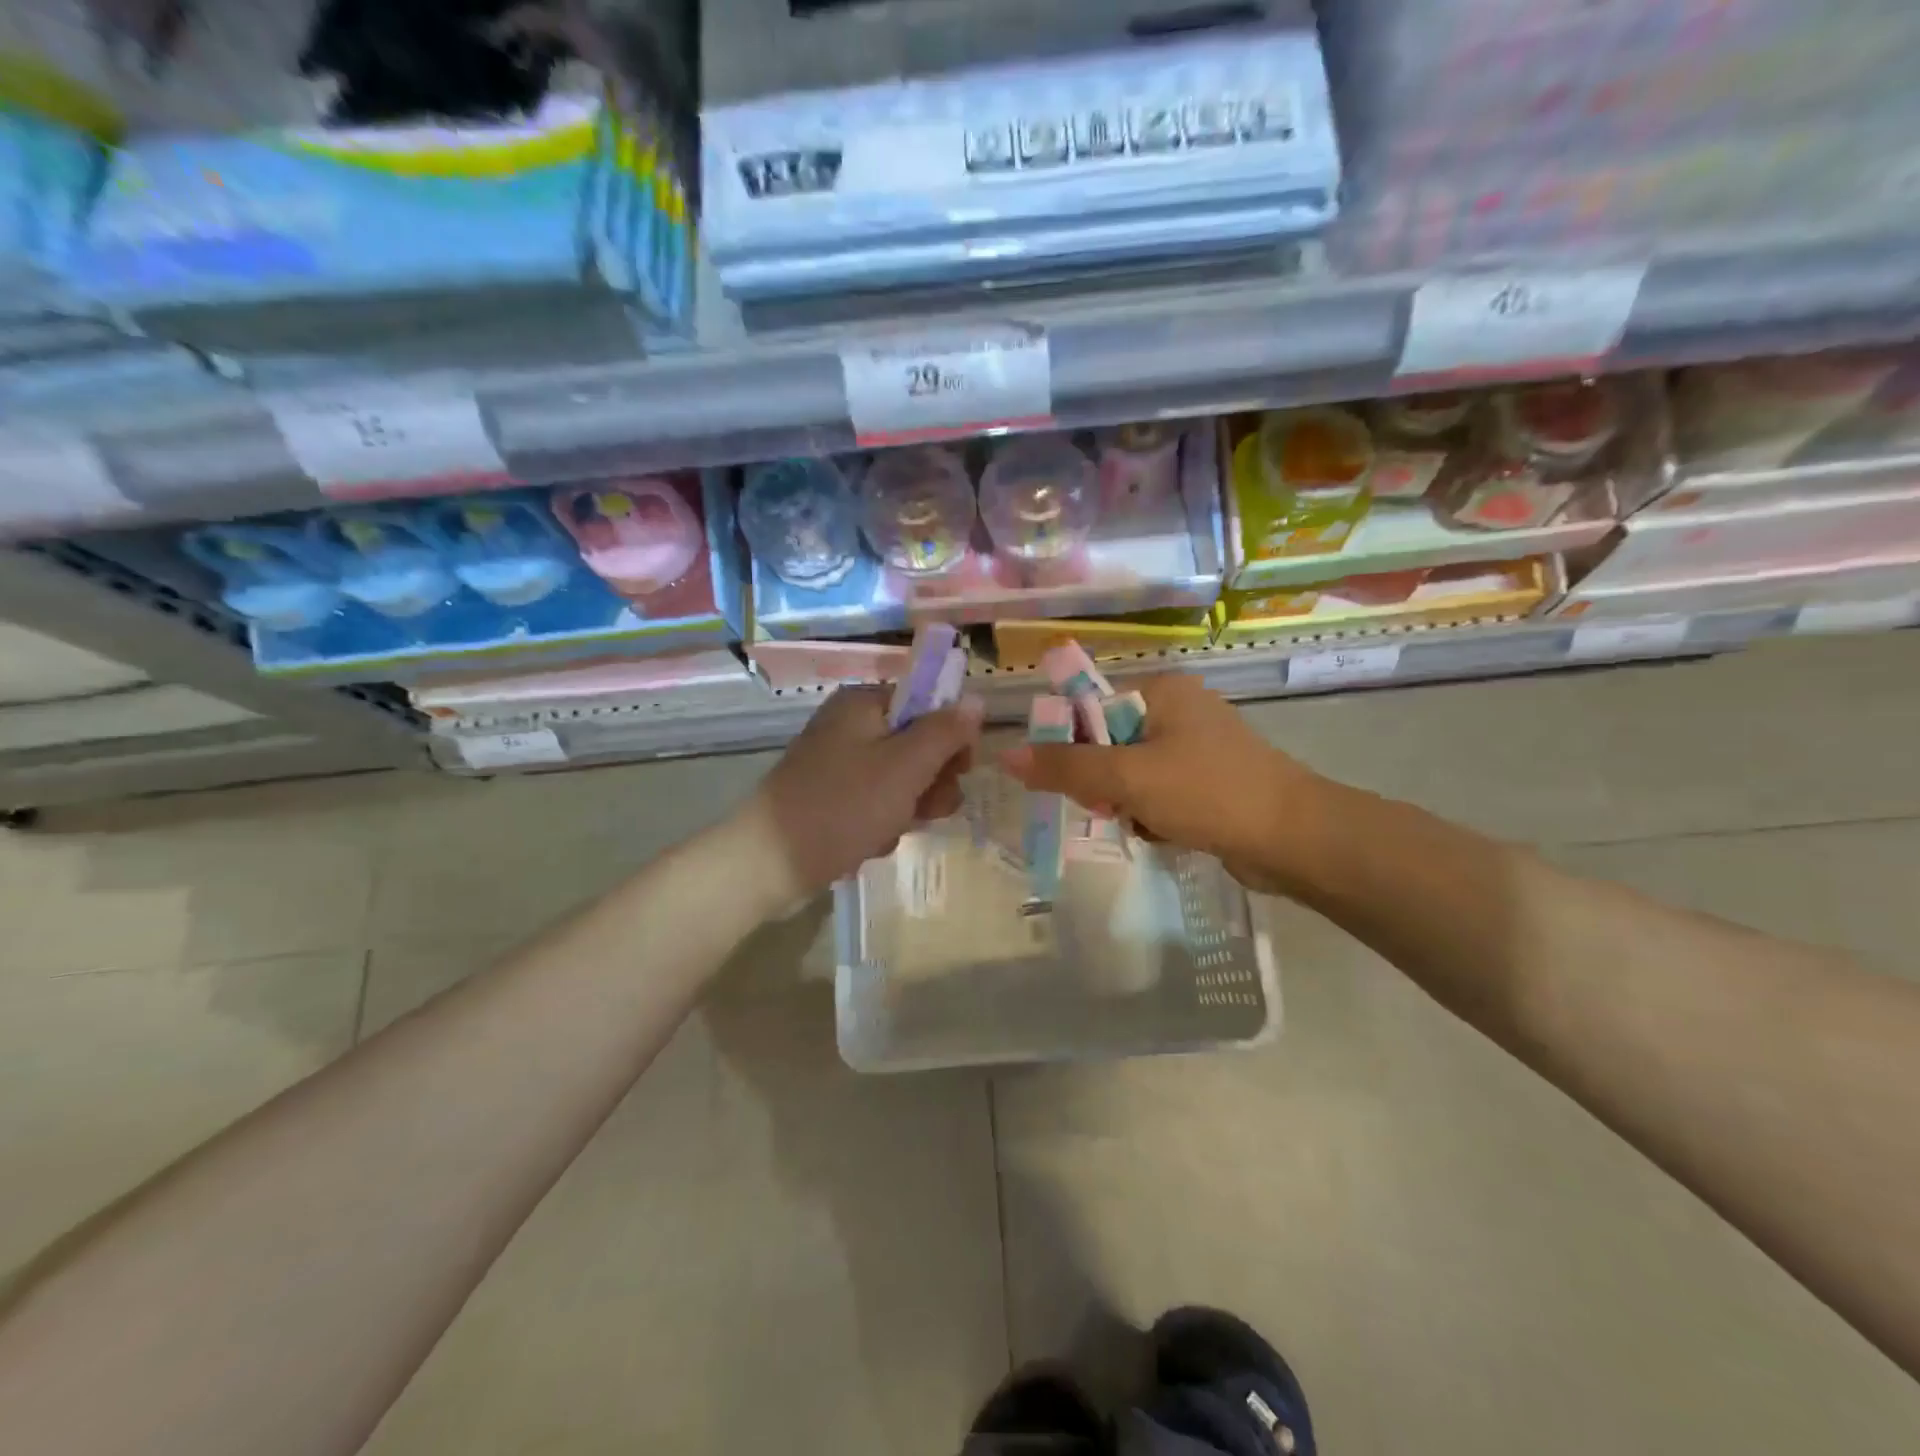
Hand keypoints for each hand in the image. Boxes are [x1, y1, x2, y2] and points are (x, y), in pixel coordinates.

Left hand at [754, 684, 983, 899]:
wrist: (770, 862)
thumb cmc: (843, 806)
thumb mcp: (905, 767)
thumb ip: (945, 732)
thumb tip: (976, 700)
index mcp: (864, 704)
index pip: (928, 704)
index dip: (952, 736)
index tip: (961, 770)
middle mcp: (850, 726)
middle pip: (917, 744)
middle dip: (929, 782)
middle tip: (927, 810)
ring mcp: (839, 764)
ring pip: (901, 780)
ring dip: (908, 808)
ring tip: (890, 831)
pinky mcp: (831, 797)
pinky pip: (876, 803)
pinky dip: (881, 823)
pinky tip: (870, 843)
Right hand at [998, 673, 1318, 894]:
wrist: (1294, 838)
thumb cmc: (1207, 792)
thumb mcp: (1127, 778)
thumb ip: (1065, 767)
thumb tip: (1005, 755)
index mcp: (1162, 690)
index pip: (1090, 708)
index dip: (1072, 747)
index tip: (1076, 784)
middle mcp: (1180, 709)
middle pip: (1108, 745)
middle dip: (1105, 785)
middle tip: (1115, 809)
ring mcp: (1198, 746)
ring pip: (1131, 775)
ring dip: (1128, 805)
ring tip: (1147, 825)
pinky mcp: (1210, 780)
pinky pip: (1159, 793)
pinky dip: (1154, 815)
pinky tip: (1167, 833)